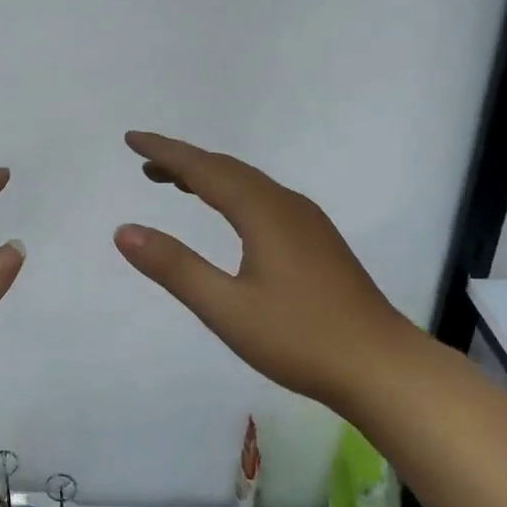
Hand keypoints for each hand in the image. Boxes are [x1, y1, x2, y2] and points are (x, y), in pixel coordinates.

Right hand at [113, 131, 415, 404]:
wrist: (382, 367)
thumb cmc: (300, 338)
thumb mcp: (226, 308)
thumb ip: (175, 267)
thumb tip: (124, 231)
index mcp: (263, 212)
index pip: (203, 169)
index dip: (165, 151)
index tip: (132, 139)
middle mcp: (286, 205)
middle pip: (227, 169)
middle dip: (184, 161)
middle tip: (145, 162)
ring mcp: (307, 222)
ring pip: (248, 184)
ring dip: (208, 177)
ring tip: (174, 182)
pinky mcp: (317, 241)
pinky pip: (263, 199)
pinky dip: (232, 194)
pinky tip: (229, 214)